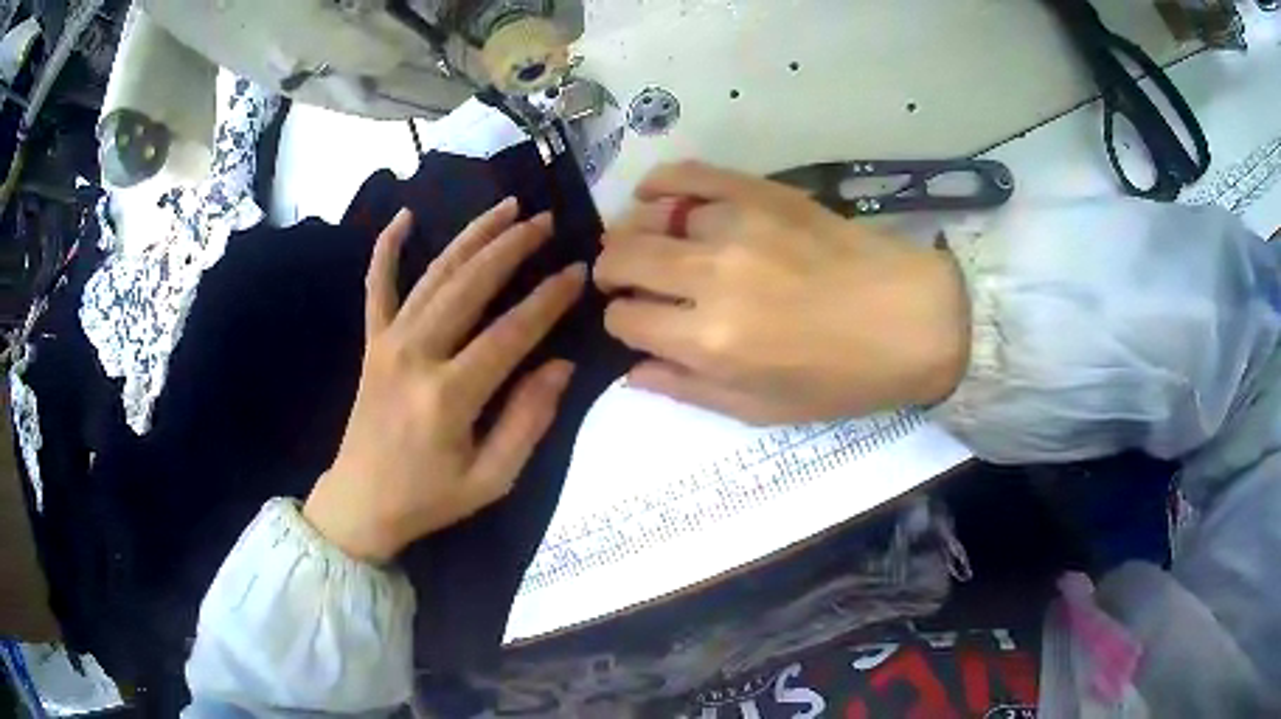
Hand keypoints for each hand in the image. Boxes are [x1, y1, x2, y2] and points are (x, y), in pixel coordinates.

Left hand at [304, 199, 584, 562]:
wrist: (360, 503)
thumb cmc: (429, 498)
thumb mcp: (491, 479)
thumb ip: (528, 422)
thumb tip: (561, 366)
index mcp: (449, 394)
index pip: (510, 332)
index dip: (548, 299)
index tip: (579, 270)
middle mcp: (416, 355)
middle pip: (470, 285)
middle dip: (512, 247)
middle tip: (546, 220)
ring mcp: (388, 343)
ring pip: (434, 275)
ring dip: (471, 236)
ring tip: (506, 206)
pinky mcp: (372, 343)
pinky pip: (377, 287)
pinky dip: (387, 249)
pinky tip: (403, 217)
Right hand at [595, 161, 969, 424]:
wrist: (910, 319)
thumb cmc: (840, 377)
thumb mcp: (762, 408)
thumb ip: (688, 389)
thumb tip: (631, 371)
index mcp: (710, 340)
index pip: (625, 320)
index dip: (621, 323)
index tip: (637, 323)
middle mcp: (710, 276)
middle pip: (622, 260)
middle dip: (611, 274)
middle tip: (623, 280)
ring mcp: (735, 224)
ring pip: (648, 218)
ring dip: (635, 235)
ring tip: (647, 245)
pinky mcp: (759, 191)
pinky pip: (688, 174)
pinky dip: (660, 183)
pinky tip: (653, 194)